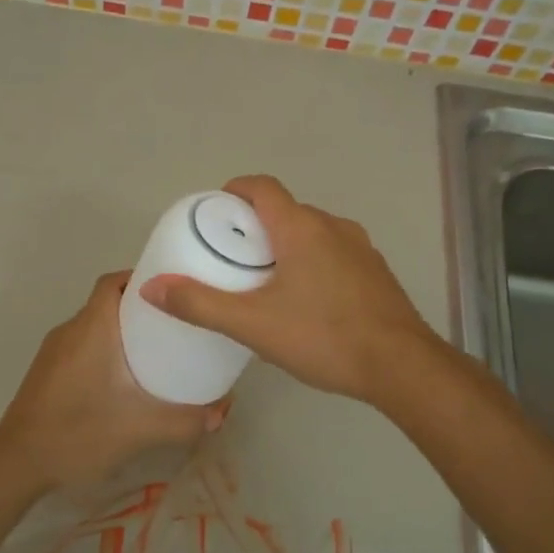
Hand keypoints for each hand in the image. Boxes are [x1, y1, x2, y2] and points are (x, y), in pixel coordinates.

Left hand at [0, 270, 227, 494]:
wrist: (16, 464)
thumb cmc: (78, 433)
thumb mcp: (140, 429)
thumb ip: (185, 421)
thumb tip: (222, 413)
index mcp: (92, 328)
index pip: (114, 281)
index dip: (143, 278)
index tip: (175, 293)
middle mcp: (70, 330)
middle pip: (108, 301)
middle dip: (142, 307)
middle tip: (178, 325)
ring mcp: (54, 351)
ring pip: (95, 325)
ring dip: (124, 330)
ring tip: (159, 351)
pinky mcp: (47, 371)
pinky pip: (84, 345)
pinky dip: (107, 349)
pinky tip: (125, 379)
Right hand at [140, 174, 437, 404]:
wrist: (401, 366)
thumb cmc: (323, 336)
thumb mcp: (253, 324)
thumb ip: (200, 304)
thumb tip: (152, 287)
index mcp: (301, 227)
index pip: (262, 186)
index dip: (234, 191)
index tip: (214, 213)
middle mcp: (333, 226)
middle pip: (286, 210)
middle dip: (255, 225)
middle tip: (231, 256)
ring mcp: (361, 248)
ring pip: (313, 232)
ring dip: (286, 245)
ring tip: (264, 281)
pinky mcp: (376, 272)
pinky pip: (334, 253)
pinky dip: (312, 262)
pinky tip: (306, 301)